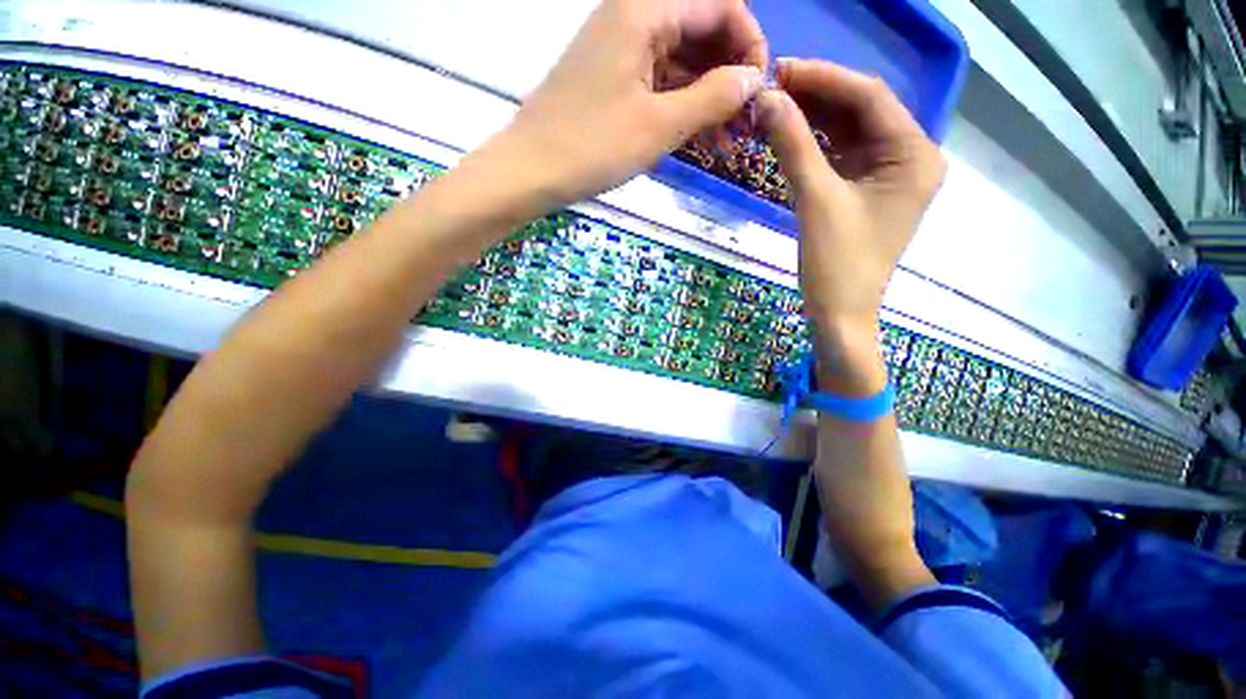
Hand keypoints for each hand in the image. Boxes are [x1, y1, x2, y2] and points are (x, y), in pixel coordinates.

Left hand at [487, 0, 766, 208]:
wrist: (531, 170)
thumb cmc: (592, 147)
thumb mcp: (659, 126)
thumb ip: (712, 97)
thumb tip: (752, 80)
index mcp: (645, 11)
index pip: (721, 5)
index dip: (749, 44)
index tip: (756, 91)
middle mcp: (633, 17)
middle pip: (702, 29)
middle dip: (729, 74)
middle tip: (742, 123)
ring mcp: (620, 49)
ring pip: (681, 59)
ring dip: (707, 95)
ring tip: (725, 140)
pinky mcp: (612, 78)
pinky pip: (659, 80)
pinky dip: (682, 104)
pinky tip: (697, 135)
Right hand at [757, 59, 944, 386]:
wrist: (840, 313)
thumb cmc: (836, 264)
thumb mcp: (815, 200)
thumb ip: (793, 145)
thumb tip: (766, 99)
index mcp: (914, 155)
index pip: (869, 97)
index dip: (823, 79)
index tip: (780, 71)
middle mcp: (910, 157)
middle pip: (861, 111)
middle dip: (816, 98)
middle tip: (771, 90)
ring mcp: (889, 175)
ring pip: (849, 132)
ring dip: (812, 120)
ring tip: (773, 109)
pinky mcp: (868, 191)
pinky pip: (842, 156)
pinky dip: (815, 145)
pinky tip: (788, 135)